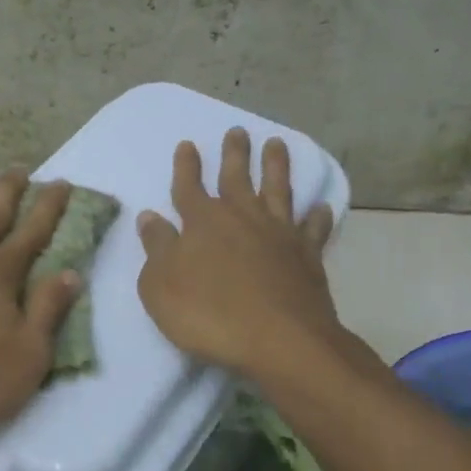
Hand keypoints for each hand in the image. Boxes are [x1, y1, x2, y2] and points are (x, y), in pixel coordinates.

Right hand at [136, 129, 341, 378]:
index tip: (188, 144)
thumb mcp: (160, 286)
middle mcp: (242, 218)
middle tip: (238, 130)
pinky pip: (313, 229)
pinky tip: (320, 206)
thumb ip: (156, 248)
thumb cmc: (208, 314)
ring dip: (276, 165)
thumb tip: (149, 217)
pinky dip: (316, 216)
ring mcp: (278, 234)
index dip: (187, 165)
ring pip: (278, 189)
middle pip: (237, 177)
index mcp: (203, 222)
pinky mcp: (307, 255)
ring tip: (277, 144)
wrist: (278, 339)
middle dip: (235, 153)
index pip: (189, 186)